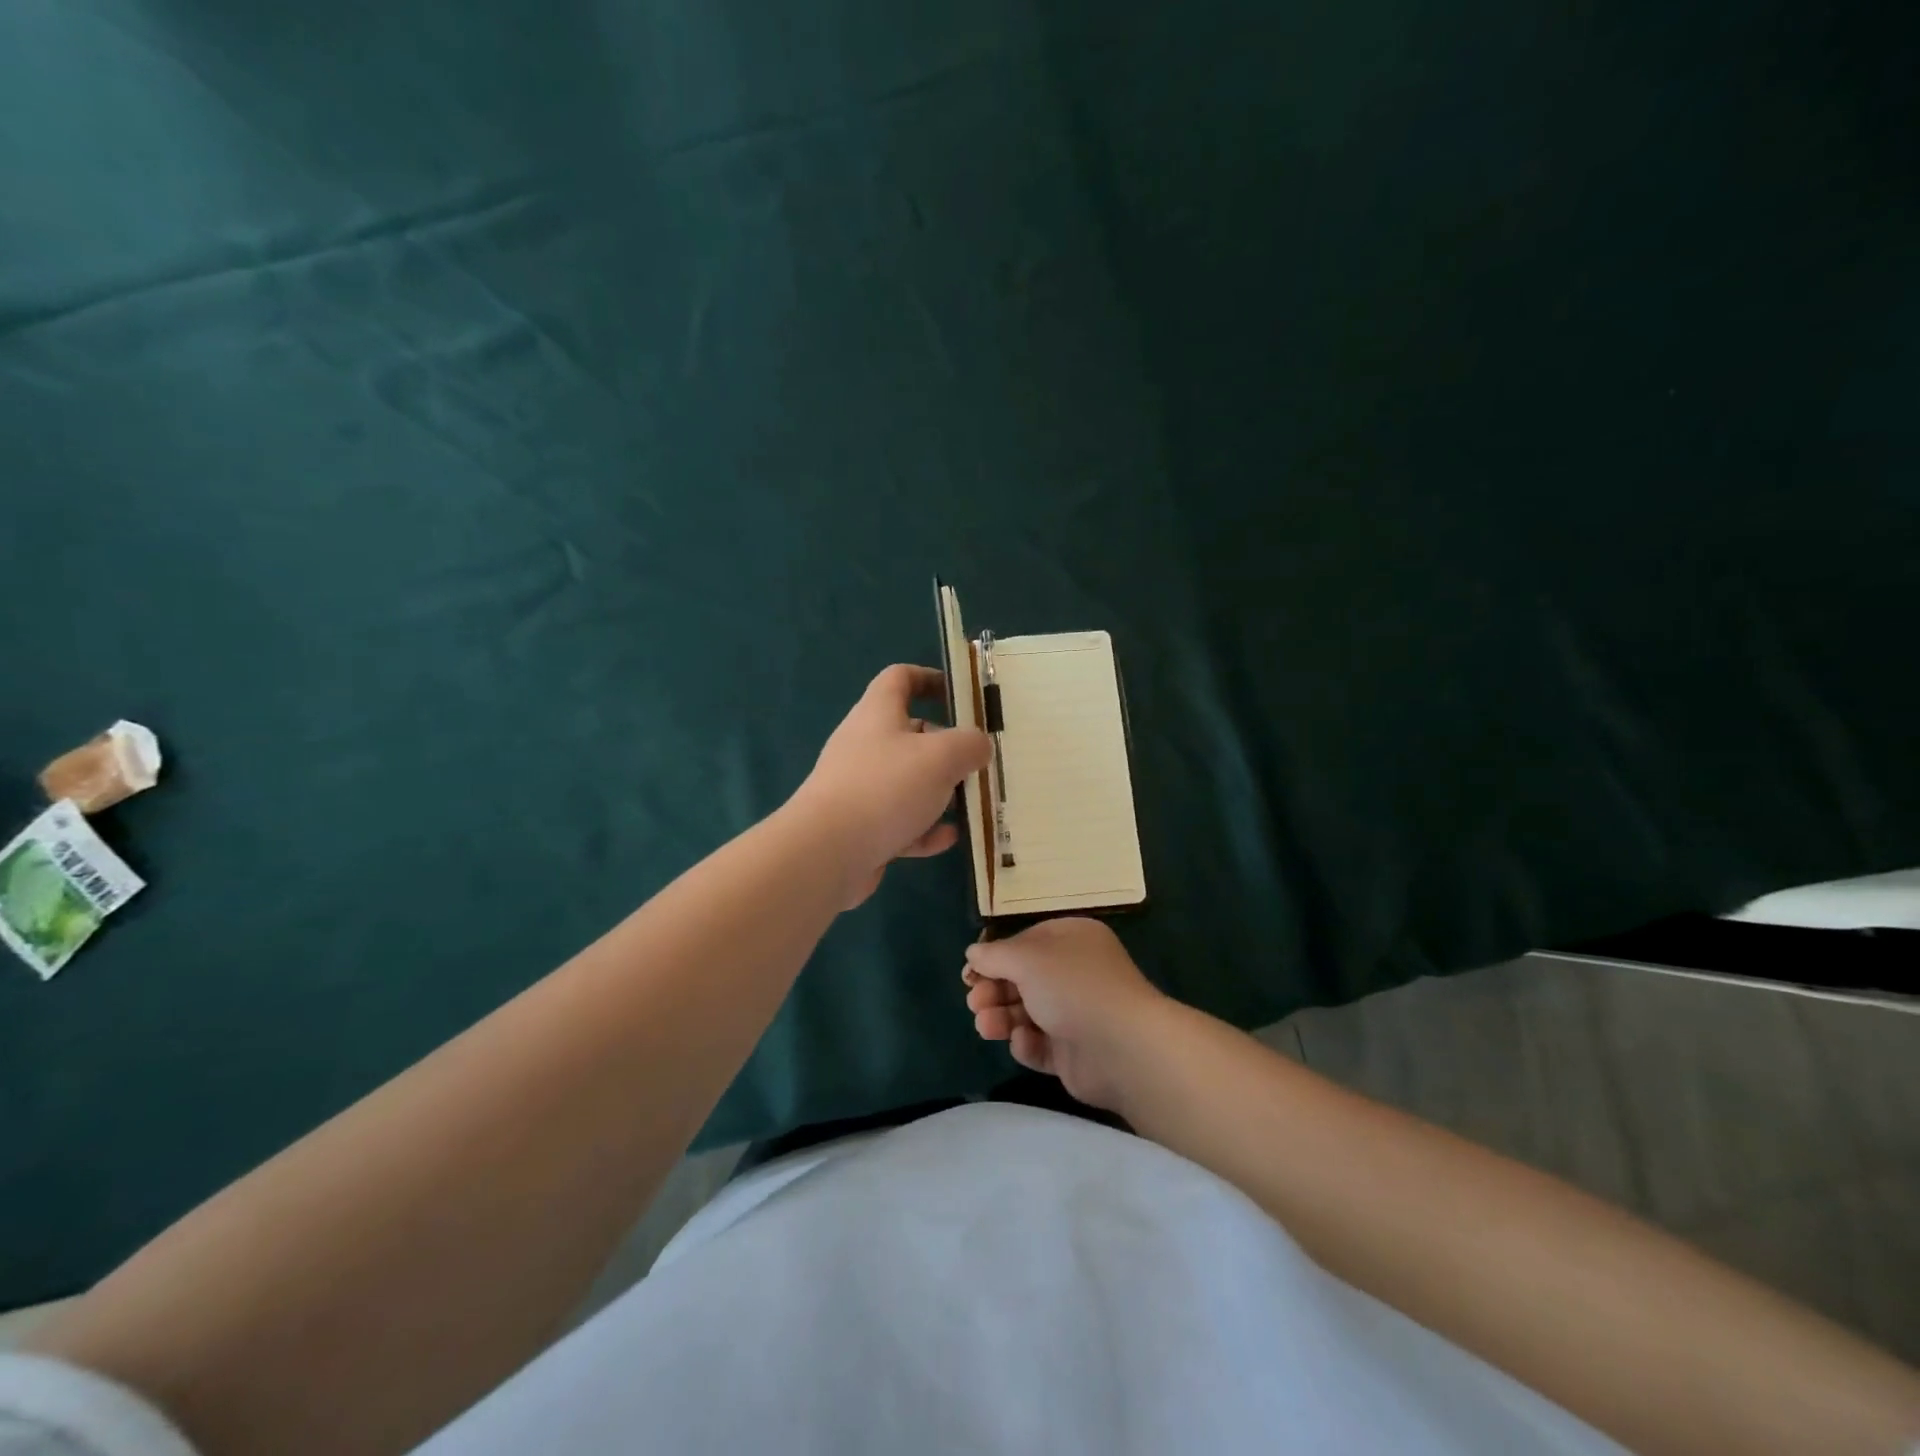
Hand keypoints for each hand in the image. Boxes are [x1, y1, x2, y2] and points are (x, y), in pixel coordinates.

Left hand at [790, 664, 989, 908]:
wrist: (827, 852)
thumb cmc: (886, 788)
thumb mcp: (941, 757)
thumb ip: (969, 745)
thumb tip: (980, 746)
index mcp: (878, 713)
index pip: (900, 678)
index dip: (930, 678)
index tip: (962, 695)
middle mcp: (865, 745)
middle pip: (910, 734)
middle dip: (946, 746)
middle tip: (978, 761)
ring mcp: (860, 788)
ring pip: (907, 781)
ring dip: (939, 791)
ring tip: (971, 802)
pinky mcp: (859, 827)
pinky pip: (900, 821)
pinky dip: (924, 827)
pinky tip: (950, 838)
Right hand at [963, 918, 1167, 1112]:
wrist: (1122, 1048)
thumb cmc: (1073, 987)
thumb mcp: (1027, 959)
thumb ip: (995, 955)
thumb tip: (973, 954)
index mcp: (1072, 940)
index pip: (1027, 942)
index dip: (997, 956)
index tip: (970, 973)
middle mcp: (1076, 973)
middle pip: (1023, 979)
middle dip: (994, 990)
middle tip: (975, 1002)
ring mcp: (1077, 1014)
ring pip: (1027, 1013)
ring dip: (1002, 1017)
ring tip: (986, 1026)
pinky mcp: (1075, 1052)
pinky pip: (1041, 1045)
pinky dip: (1027, 1044)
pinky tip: (1023, 1043)